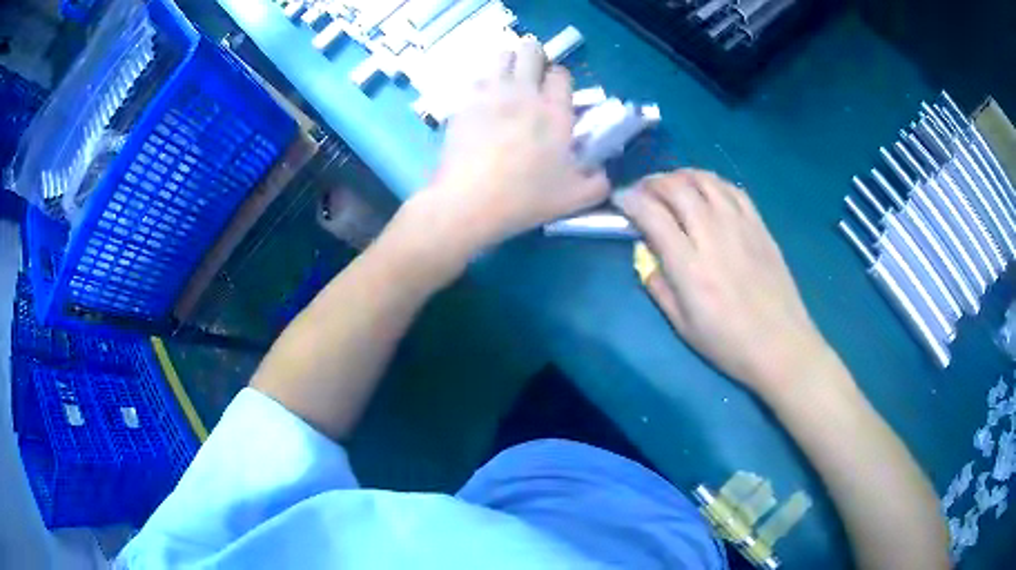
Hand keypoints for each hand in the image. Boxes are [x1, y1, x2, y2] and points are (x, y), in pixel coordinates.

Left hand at [409, 37, 609, 257]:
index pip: (561, 74)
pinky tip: (483, 103)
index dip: (560, 80)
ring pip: (502, 56)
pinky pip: (477, 79)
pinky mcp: (464, 103)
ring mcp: (491, 95)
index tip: (556, 94)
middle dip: (535, 56)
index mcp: (555, 111)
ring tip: (509, 83)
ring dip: (509, 64)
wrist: (469, 201)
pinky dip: (484, 84)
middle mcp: (524, 94)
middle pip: (531, 51)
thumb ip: (597, 183)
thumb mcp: (574, 198)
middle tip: (533, 76)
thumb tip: (602, 174)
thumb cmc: (525, 198)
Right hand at [615, 170, 832, 394]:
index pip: (652, 213)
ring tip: (671, 186)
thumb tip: (646, 253)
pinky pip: (732, 188)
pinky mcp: (759, 225)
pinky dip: (712, 182)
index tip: (620, 200)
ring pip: (705, 180)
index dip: (630, 200)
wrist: (781, 345)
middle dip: (652, 182)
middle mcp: (713, 234)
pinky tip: (705, 192)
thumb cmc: (729, 343)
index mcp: (690, 265)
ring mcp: (740, 225)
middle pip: (677, 187)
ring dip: (680, 176)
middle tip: (642, 191)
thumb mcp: (682, 325)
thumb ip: (658, 285)